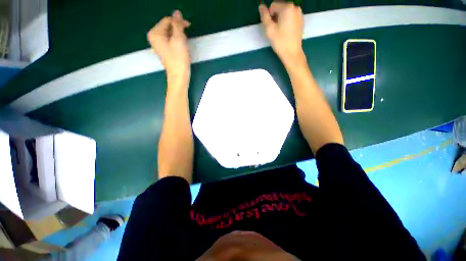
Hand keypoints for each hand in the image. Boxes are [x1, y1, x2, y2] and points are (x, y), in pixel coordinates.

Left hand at [147, 10, 190, 79]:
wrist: (179, 76)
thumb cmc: (179, 59)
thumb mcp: (179, 39)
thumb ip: (177, 24)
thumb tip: (177, 12)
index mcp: (155, 33)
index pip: (167, 20)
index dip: (178, 22)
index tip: (189, 26)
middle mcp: (155, 37)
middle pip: (168, 27)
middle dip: (178, 30)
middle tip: (187, 38)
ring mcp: (159, 44)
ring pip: (171, 34)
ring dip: (179, 36)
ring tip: (185, 44)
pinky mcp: (165, 50)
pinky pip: (171, 40)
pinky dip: (177, 41)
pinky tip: (182, 47)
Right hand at [259, 2, 303, 65]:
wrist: (292, 53)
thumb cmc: (279, 41)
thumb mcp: (269, 29)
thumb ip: (264, 16)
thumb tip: (261, 6)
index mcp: (287, 7)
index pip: (273, 6)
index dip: (269, 16)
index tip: (271, 27)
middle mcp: (295, 7)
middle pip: (280, 8)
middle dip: (275, 17)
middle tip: (275, 30)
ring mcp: (299, 14)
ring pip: (285, 13)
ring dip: (280, 20)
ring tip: (280, 32)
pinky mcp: (301, 21)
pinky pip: (291, 17)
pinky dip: (286, 22)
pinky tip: (286, 32)